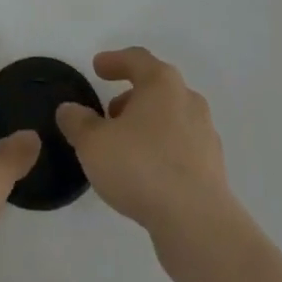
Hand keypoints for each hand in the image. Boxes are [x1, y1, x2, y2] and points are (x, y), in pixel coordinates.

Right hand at [55, 47, 233, 242]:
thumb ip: (78, 123)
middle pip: (156, 87)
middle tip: (109, 113)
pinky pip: (181, 146)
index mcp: (162, 83)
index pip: (136, 59)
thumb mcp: (95, 144)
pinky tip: (147, 173)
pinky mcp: (212, 166)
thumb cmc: (142, 167)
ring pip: (170, 117)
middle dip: (130, 97)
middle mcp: (187, 99)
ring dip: (147, 124)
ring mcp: (204, 133)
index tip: (97, 68)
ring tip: (124, 147)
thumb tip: (68, 110)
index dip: (114, 61)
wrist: (197, 222)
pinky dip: (162, 150)